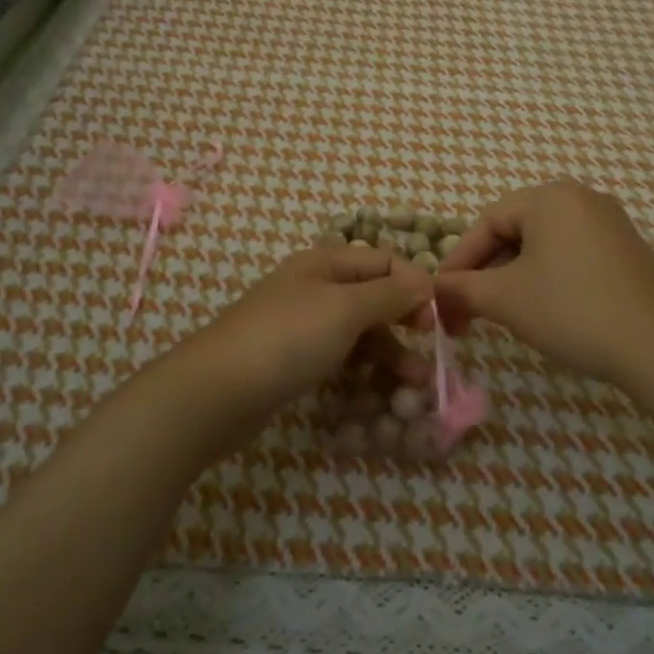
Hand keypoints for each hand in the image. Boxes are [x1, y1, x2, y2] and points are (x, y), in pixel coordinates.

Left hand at [195, 243, 432, 415]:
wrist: (217, 392)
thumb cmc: (287, 339)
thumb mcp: (345, 309)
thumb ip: (389, 294)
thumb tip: (426, 280)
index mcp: (325, 263)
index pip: (384, 261)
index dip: (414, 285)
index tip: (436, 319)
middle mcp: (315, 287)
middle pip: (373, 297)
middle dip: (404, 324)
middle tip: (430, 356)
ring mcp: (303, 325)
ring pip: (359, 332)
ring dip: (389, 354)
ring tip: (412, 387)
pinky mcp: (294, 360)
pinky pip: (340, 357)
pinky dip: (362, 370)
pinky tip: (377, 391)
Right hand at [434, 179, 653, 387]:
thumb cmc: (572, 310)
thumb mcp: (506, 300)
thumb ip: (462, 289)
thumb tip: (433, 291)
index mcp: (549, 197)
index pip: (487, 221)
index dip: (460, 260)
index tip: (442, 295)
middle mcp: (581, 198)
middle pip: (515, 230)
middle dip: (487, 271)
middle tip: (469, 309)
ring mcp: (609, 223)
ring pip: (543, 245)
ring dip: (515, 277)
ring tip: (502, 313)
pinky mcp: (627, 250)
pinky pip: (572, 254)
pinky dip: (548, 278)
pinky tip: (544, 310)